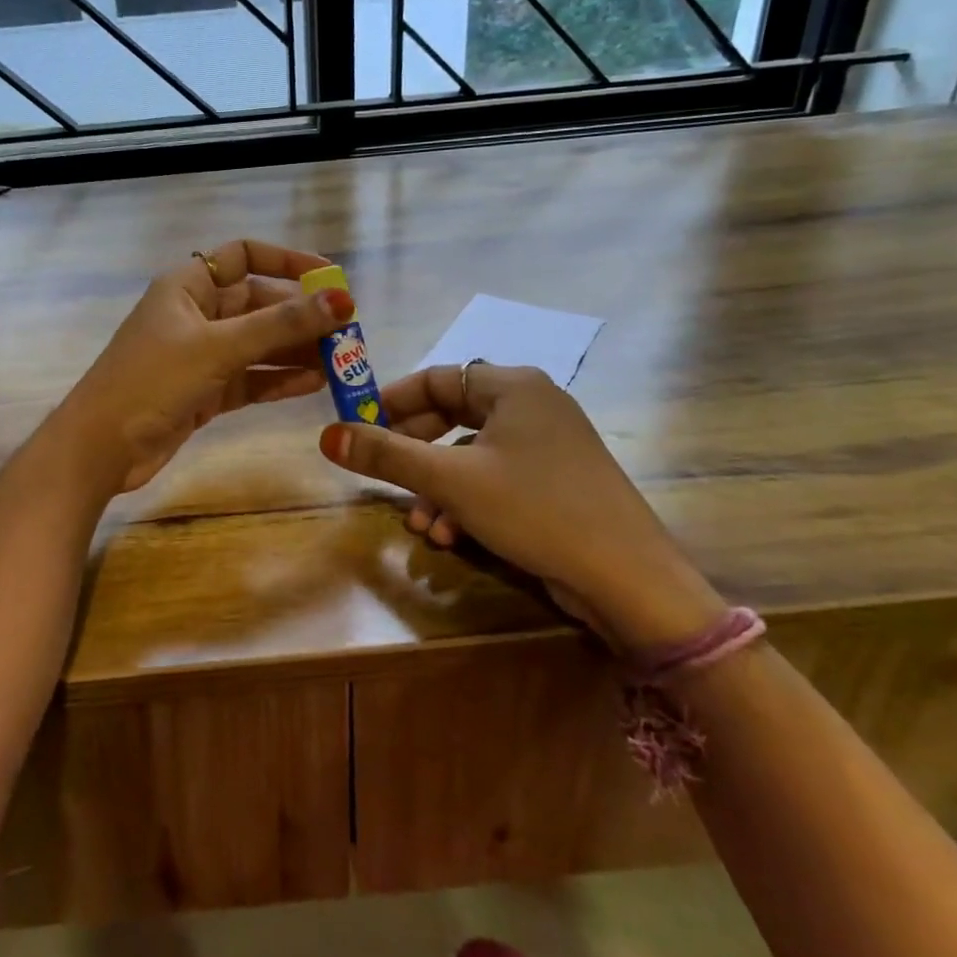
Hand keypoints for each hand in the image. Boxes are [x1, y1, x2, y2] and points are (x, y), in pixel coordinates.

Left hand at [58, 239, 352, 493]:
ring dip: (296, 350)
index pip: (243, 256)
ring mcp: (201, 355)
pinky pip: (252, 378)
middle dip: (301, 316)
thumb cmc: (152, 381)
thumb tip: (341, 300)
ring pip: (259, 344)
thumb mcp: (217, 348)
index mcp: (188, 286)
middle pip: (258, 304)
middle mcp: (197, 314)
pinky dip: (279, 379)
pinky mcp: (205, 391)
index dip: (286, 261)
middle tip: (347, 331)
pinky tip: (315, 384)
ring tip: (341, 361)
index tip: (329, 278)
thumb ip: (279, 325)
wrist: (101, 448)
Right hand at [318, 364, 725, 653]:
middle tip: (381, 474)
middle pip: (452, 416)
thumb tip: (328, 435)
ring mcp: (550, 444)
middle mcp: (533, 405)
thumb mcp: (451, 480)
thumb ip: (387, 455)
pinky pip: (497, 478)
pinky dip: (468, 501)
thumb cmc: (534, 509)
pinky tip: (452, 537)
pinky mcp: (557, 481)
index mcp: (513, 386)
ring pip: (472, 454)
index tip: (358, 426)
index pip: (437, 378)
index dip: (393, 402)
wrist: (628, 578)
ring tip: (420, 524)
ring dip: (438, 487)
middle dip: (414, 453)